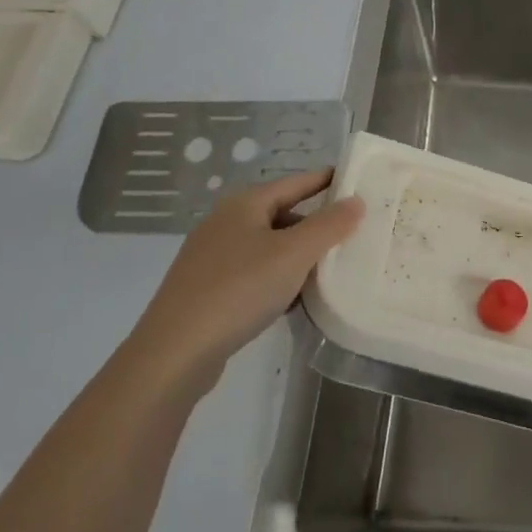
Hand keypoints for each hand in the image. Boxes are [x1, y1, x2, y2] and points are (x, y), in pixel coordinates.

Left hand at [129, 169, 363, 392]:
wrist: (175, 352)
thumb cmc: (239, 289)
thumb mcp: (294, 254)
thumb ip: (329, 226)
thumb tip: (356, 200)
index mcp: (244, 204)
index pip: (295, 182)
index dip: (326, 180)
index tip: (356, 182)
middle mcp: (225, 222)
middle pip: (281, 214)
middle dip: (315, 224)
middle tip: (350, 234)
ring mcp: (211, 256)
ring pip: (267, 246)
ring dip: (297, 255)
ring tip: (328, 271)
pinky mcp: (206, 288)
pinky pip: (253, 272)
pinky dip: (276, 279)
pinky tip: (292, 300)